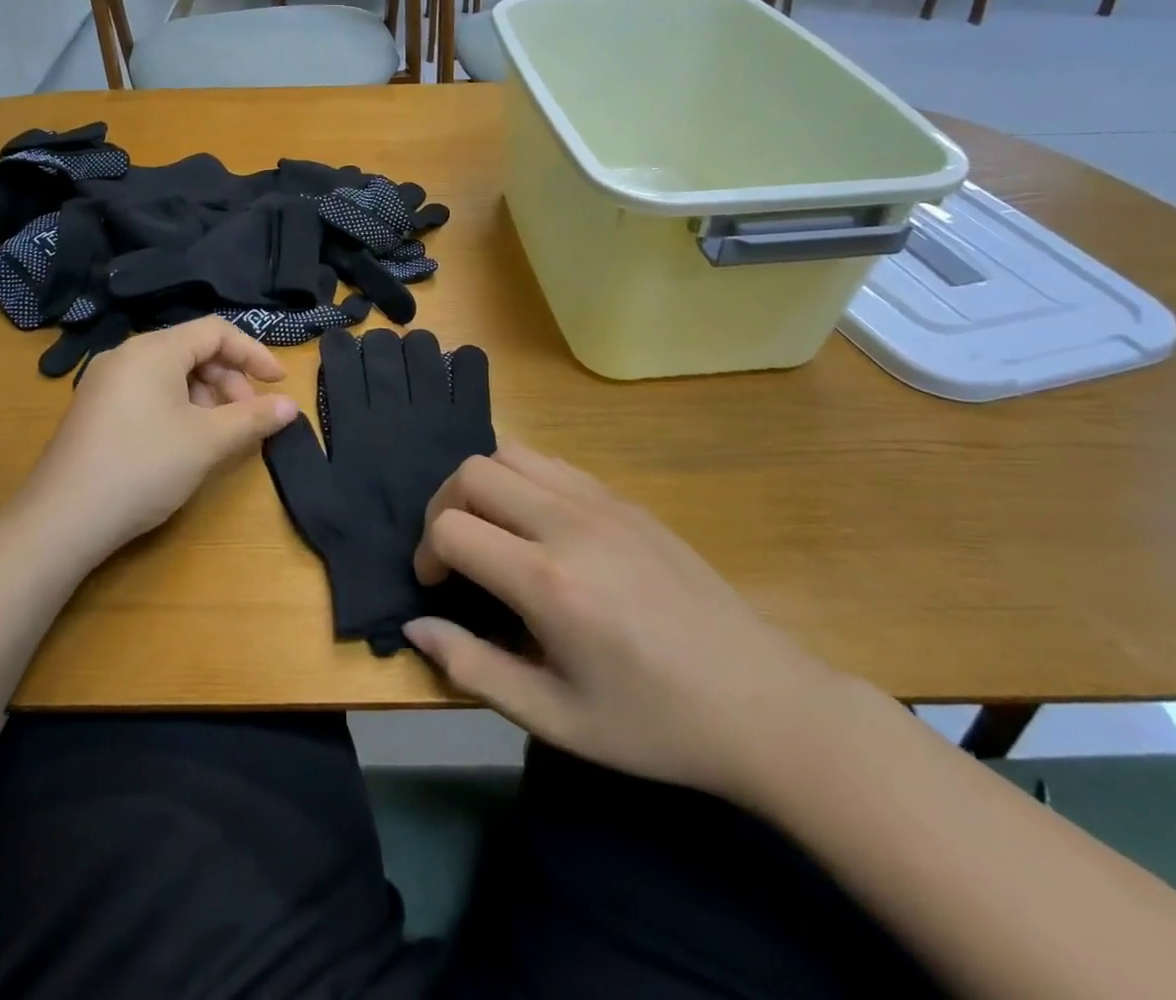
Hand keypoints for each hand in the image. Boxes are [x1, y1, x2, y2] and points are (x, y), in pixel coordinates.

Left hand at [15, 318, 297, 562]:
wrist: (61, 520)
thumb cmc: (143, 467)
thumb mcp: (207, 442)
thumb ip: (253, 418)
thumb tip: (291, 406)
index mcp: (153, 350)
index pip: (216, 331)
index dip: (253, 353)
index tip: (279, 382)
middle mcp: (127, 355)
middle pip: (193, 349)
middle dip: (229, 378)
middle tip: (247, 416)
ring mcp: (106, 382)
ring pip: (171, 372)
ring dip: (206, 395)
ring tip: (218, 432)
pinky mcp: (96, 408)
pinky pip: (149, 390)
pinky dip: (179, 405)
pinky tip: (185, 440)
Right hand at [404, 444, 841, 809]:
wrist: (760, 702)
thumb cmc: (652, 723)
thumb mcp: (553, 718)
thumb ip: (473, 667)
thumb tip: (415, 627)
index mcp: (548, 580)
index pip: (452, 526)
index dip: (427, 553)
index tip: (437, 586)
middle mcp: (568, 523)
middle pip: (473, 471)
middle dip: (444, 506)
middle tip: (455, 554)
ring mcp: (601, 502)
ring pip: (511, 452)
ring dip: (483, 485)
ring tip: (492, 532)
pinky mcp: (625, 499)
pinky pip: (553, 463)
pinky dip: (524, 480)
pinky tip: (539, 526)